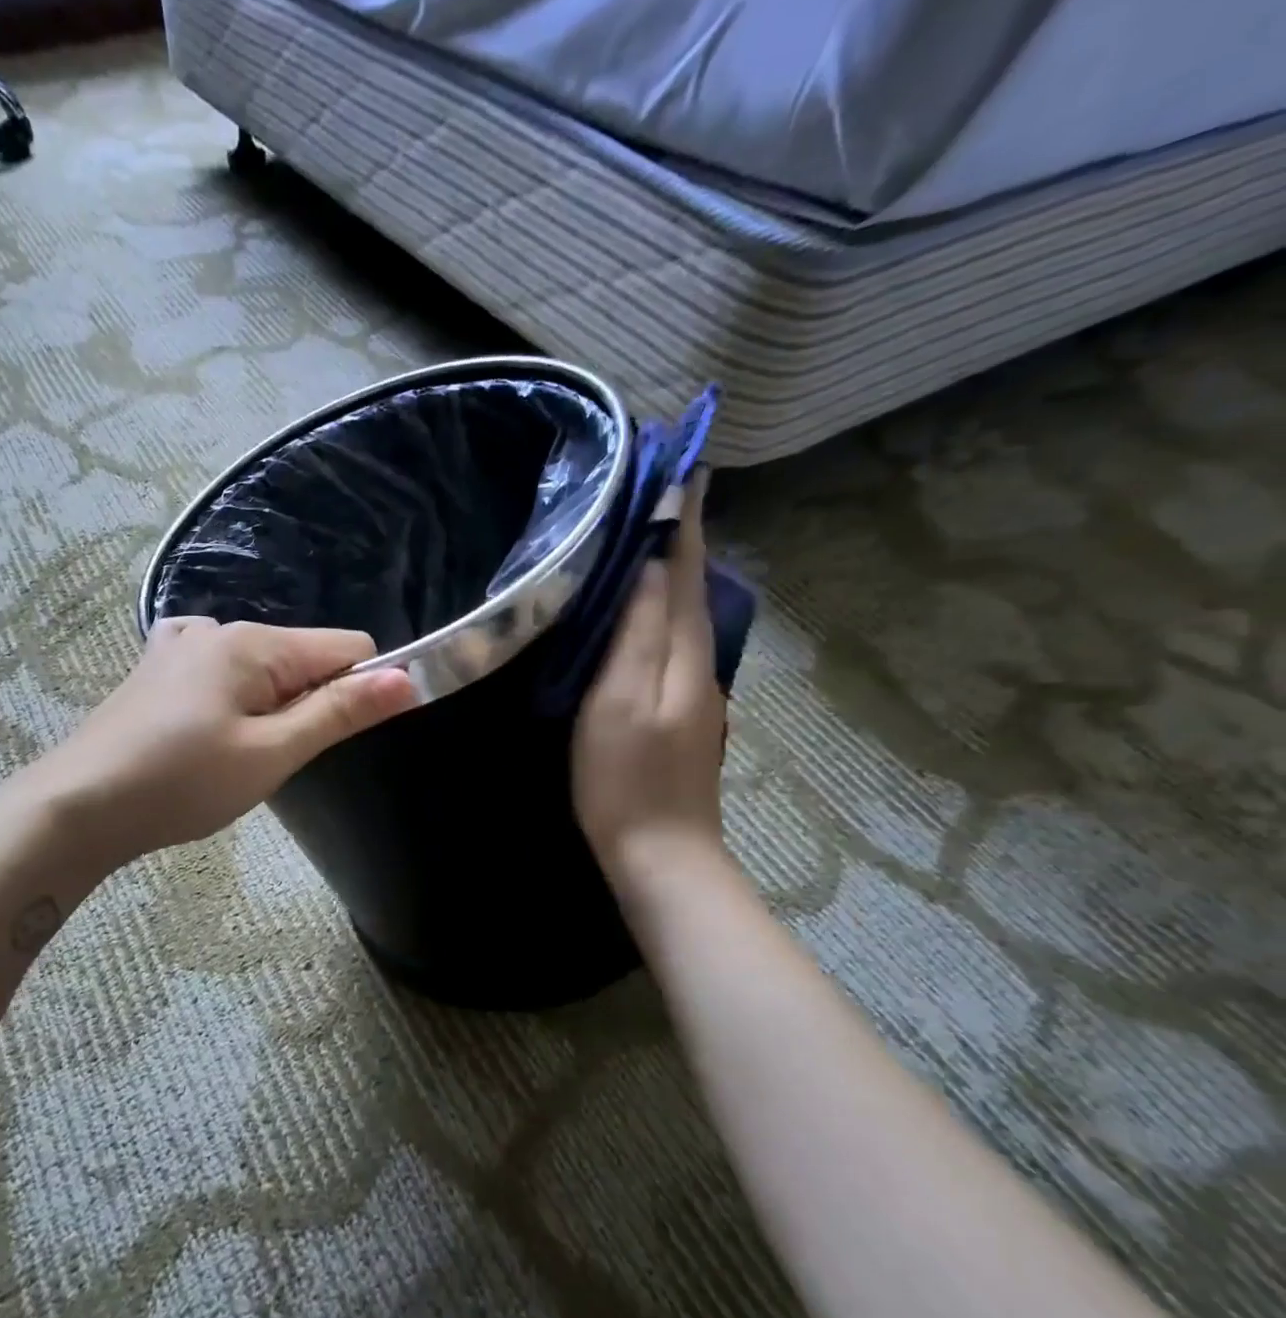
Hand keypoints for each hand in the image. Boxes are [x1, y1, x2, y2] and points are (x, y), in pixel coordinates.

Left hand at [28, 618, 418, 868]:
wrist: (77, 806)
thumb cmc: (181, 783)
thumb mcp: (271, 753)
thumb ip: (339, 713)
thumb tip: (408, 679)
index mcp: (253, 642)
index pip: (348, 648)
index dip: (362, 690)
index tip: (338, 740)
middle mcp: (218, 627)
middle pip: (302, 656)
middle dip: (308, 704)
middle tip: (272, 759)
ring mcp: (180, 643)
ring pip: (262, 668)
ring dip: (268, 708)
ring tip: (232, 756)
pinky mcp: (157, 666)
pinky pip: (220, 671)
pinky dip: (231, 699)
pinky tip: (204, 733)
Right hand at [572, 471, 727, 873]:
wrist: (660, 852)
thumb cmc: (625, 777)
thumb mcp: (619, 700)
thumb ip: (636, 632)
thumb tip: (648, 565)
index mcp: (682, 652)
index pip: (684, 568)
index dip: (682, 519)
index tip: (684, 466)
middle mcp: (697, 661)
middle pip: (688, 585)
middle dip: (677, 536)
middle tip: (656, 492)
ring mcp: (692, 689)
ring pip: (680, 613)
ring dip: (668, 570)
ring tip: (644, 537)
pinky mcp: (680, 711)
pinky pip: (670, 642)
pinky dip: (659, 610)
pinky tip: (639, 610)